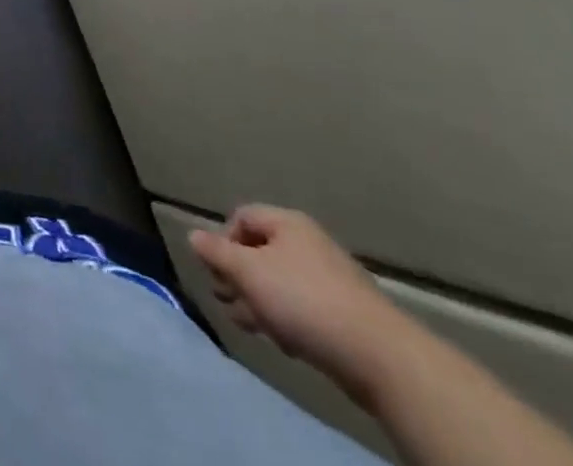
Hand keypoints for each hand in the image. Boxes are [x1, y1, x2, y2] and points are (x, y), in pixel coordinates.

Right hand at [188, 205, 409, 401]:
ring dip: (259, 301)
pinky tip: (284, 341)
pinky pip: (303, 306)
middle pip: (260, 251)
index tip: (217, 271)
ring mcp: (330, 278)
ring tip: (250, 325)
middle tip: (226, 300)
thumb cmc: (303, 301)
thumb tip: (193, 235)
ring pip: (280, 282)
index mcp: (287, 223)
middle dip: (239, 276)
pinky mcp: (345, 313)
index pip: (241, 217)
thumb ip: (217, 253)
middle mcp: (308, 243)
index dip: (223, 240)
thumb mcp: (248, 272)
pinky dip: (287, 318)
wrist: (379, 356)